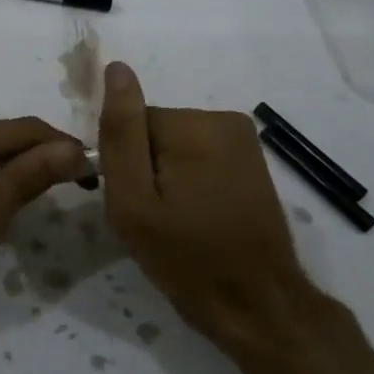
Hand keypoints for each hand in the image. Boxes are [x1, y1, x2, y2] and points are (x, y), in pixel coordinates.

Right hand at [98, 62, 318, 352]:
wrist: (257, 304)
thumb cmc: (187, 259)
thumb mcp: (135, 203)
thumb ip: (120, 134)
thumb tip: (116, 68)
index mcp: (194, 126)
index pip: (130, 124)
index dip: (123, 164)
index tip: (135, 204)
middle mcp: (223, 118)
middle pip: (154, 131)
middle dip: (146, 169)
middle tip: (154, 218)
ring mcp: (243, 138)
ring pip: (174, 144)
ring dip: (167, 176)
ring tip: (177, 221)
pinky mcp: (251, 158)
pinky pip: (198, 155)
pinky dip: (190, 181)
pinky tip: (198, 216)